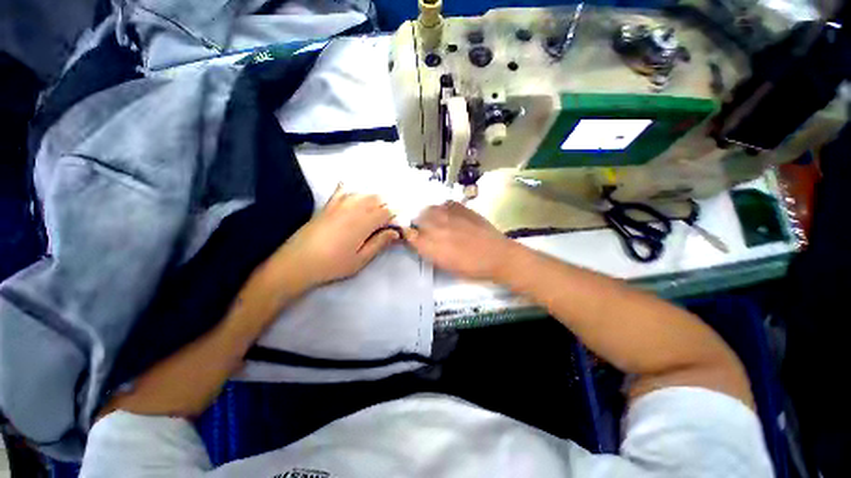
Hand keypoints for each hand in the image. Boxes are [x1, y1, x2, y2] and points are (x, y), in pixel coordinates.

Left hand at [279, 186, 399, 288]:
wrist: (297, 262)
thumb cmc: (332, 264)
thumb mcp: (360, 259)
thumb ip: (379, 243)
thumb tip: (395, 232)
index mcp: (363, 223)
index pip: (386, 212)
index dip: (395, 217)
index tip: (398, 225)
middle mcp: (353, 208)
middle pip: (377, 199)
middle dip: (387, 206)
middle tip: (390, 218)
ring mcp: (339, 204)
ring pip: (363, 194)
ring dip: (374, 198)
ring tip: (378, 208)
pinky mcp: (328, 205)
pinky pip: (343, 190)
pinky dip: (353, 189)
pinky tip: (356, 192)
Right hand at [405, 201, 513, 280]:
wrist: (496, 255)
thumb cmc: (470, 267)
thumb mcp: (444, 265)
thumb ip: (428, 251)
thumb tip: (419, 241)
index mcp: (430, 245)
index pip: (409, 235)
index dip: (409, 236)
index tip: (413, 238)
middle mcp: (435, 226)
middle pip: (416, 219)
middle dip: (418, 224)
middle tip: (426, 231)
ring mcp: (447, 214)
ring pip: (428, 209)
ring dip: (429, 215)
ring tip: (437, 222)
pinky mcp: (460, 206)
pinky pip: (444, 204)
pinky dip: (443, 210)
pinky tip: (450, 217)